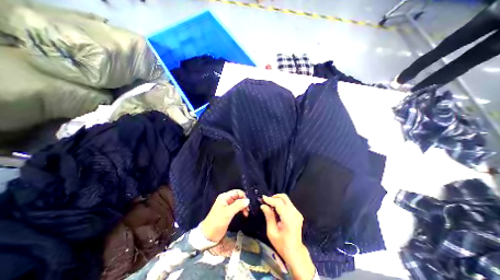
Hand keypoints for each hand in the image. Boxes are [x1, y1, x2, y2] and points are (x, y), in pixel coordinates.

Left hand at [201, 191, 249, 242]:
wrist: (208, 235)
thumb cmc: (217, 222)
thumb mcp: (228, 213)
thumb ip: (238, 205)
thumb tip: (248, 200)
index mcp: (224, 197)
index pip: (237, 192)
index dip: (243, 196)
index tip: (248, 203)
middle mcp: (226, 199)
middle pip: (238, 197)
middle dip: (244, 202)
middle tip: (248, 209)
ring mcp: (227, 205)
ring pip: (238, 202)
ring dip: (243, 206)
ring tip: (247, 213)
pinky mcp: (228, 212)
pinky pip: (237, 207)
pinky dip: (241, 210)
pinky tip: (244, 214)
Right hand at [260, 193, 312, 279]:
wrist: (295, 252)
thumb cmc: (282, 245)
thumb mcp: (272, 232)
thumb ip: (269, 217)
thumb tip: (263, 205)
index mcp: (289, 219)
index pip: (279, 203)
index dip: (270, 199)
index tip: (262, 198)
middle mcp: (295, 213)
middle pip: (284, 197)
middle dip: (274, 197)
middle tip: (266, 201)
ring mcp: (297, 213)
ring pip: (286, 199)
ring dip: (277, 200)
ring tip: (270, 205)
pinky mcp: (298, 213)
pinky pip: (288, 203)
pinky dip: (281, 203)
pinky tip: (276, 209)